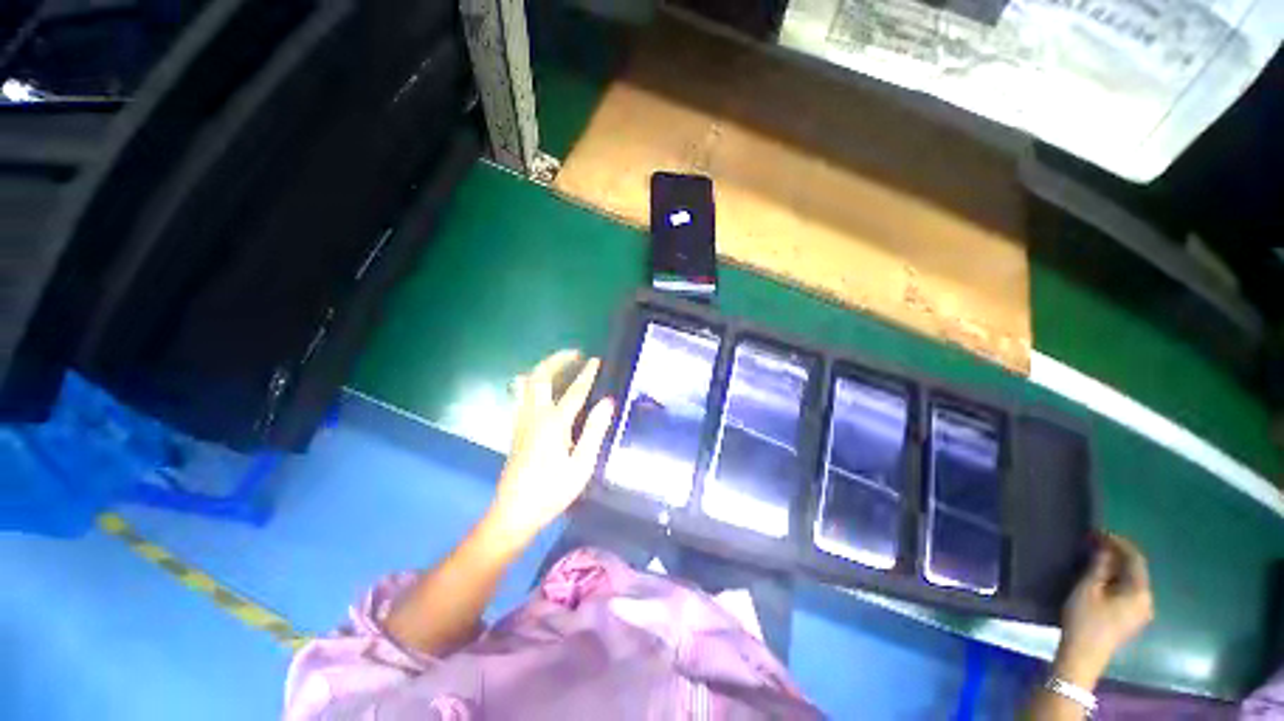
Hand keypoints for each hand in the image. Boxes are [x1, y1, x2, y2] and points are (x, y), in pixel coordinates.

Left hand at [486, 350, 614, 545]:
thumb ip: (595, 430)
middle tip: (575, 355)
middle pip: (541, 376)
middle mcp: (535, 415)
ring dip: (543, 368)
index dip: (587, 373)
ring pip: (526, 382)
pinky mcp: (516, 428)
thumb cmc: (552, 491)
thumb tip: (607, 402)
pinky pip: (521, 394)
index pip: (574, 390)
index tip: (597, 360)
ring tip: (560, 366)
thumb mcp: (582, 465)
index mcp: (554, 423)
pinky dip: (533, 382)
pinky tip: (544, 389)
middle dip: (557, 360)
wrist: (515, 512)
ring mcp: (522, 420)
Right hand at [1054, 534, 1154, 686]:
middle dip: (1117, 555)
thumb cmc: (1085, 619)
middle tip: (1095, 543)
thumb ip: (1099, 566)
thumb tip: (1105, 547)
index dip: (1119, 543)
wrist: (1084, 655)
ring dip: (1116, 568)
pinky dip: (1116, 580)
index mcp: (1140, 592)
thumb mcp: (1088, 589)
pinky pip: (1128, 592)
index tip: (1099, 532)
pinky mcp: (1132, 619)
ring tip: (1095, 558)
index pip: (1135, 559)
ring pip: (1131, 582)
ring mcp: (1141, 612)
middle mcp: (1147, 601)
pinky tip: (1101, 578)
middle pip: (1135, 571)